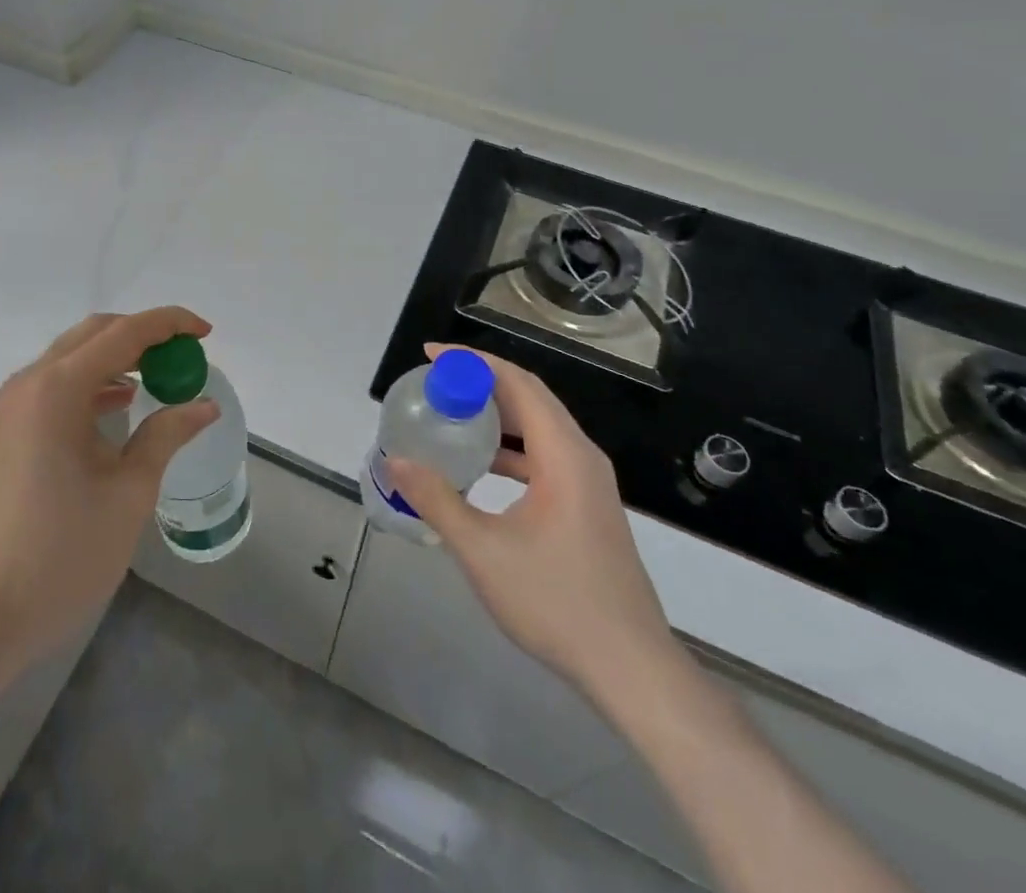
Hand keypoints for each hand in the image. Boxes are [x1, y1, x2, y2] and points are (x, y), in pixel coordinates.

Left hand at [0, 307, 218, 670]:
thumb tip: (203, 406)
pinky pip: (51, 388)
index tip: (205, 333)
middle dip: (142, 336)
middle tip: (183, 356)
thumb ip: (165, 436)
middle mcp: (26, 385)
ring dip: (115, 359)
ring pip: (69, 359)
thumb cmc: (62, 554)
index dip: (168, 324)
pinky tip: (116, 409)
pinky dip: (89, 385)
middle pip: (92, 335)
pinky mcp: (0, 434)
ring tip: (157, 381)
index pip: (123, 334)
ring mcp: (7, 409)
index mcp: (57, 390)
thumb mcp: (129, 493)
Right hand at [386, 344, 678, 707]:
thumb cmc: (557, 603)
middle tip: (435, 382)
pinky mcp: (588, 507)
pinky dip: (510, 449)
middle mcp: (582, 458)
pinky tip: (480, 467)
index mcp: (565, 455)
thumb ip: (437, 500)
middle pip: (530, 399)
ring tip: (451, 417)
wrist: (630, 669)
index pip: (518, 384)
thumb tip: (395, 461)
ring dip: (496, 416)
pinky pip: (544, 457)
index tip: (431, 355)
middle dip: (482, 383)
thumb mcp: (483, 550)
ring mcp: (589, 484)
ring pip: (539, 429)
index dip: (473, 362)